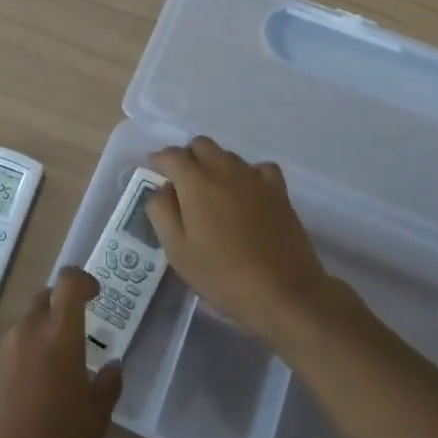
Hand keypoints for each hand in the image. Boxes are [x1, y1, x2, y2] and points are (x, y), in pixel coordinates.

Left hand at [0, 268, 121, 437]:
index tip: (94, 294)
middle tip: (72, 339)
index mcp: (59, 336)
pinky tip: (20, 401)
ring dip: (34, 341)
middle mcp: (23, 333)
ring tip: (46, 378)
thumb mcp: (97, 418)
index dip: (82, 281)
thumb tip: (111, 365)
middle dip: (57, 311)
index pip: (69, 282)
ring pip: (18, 331)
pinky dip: (13, 366)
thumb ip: (107, 383)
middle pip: (41, 301)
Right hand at [147, 137, 332, 345]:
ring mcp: (254, 177)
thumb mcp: (178, 251)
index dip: (158, 161)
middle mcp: (224, 169)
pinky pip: (258, 168)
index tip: (153, 172)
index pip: (171, 155)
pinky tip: (246, 194)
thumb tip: (161, 189)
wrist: (284, 292)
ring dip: (214, 165)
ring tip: (212, 194)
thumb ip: (161, 212)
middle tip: (181, 184)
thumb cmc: (223, 275)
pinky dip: (248, 174)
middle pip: (201, 145)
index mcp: (196, 182)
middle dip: (187, 158)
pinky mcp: (278, 190)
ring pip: (228, 155)